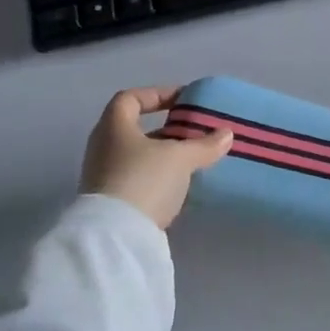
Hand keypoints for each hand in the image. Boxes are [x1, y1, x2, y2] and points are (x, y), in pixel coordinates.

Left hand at [79, 87, 232, 229]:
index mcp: (113, 126)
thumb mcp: (180, 158)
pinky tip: (179, 186)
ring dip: (163, 156)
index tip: (183, 101)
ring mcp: (102, 176)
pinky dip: (157, 177)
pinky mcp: (109, 203)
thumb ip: (204, 144)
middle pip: (134, 129)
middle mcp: (103, 147)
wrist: (115, 236)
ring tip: (192, 160)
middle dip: (165, 129)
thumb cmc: (144, 180)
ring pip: (137, 156)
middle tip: (193, 132)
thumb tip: (226, 134)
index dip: (157, 94)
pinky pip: (136, 179)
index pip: (130, 98)